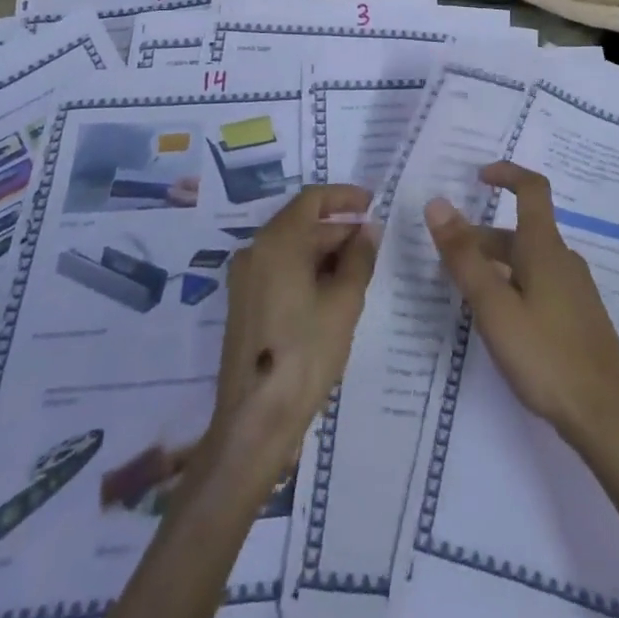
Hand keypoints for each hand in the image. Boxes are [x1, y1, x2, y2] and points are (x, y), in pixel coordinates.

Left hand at [205, 184, 378, 472]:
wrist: (255, 421)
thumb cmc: (305, 354)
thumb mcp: (343, 303)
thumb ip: (359, 258)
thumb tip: (368, 228)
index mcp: (276, 242)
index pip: (312, 199)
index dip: (344, 196)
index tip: (372, 202)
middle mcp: (255, 250)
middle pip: (301, 223)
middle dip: (338, 228)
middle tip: (373, 242)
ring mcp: (245, 278)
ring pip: (291, 247)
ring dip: (324, 250)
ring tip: (359, 269)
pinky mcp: (244, 303)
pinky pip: (279, 269)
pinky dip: (307, 269)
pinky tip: (333, 291)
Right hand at [426, 164, 618, 452]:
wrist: (611, 419)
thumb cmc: (547, 357)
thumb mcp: (495, 307)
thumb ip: (464, 257)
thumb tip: (437, 203)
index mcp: (545, 248)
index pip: (531, 189)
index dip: (506, 174)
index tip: (477, 176)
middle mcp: (563, 260)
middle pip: (520, 233)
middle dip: (482, 238)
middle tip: (446, 259)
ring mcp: (575, 291)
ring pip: (528, 262)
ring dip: (495, 266)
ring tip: (464, 294)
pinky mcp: (579, 319)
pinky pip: (539, 285)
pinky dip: (513, 287)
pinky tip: (500, 323)